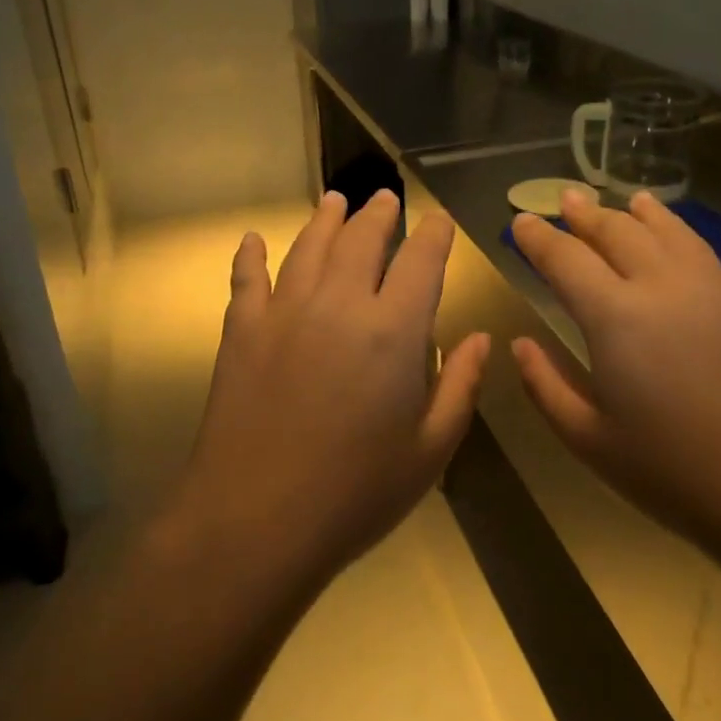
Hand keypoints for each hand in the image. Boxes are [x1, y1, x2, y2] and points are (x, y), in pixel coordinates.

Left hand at [182, 190, 490, 581]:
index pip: (421, 262)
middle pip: (361, 240)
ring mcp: (284, 313)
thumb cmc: (356, 493)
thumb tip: (478, 339)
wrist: (255, 521)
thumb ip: (459, 386)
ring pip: (308, 248)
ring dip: (325, 220)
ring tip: (335, 201)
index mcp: (394, 331)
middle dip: (378, 215)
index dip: (433, 235)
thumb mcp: (430, 449)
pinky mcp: (242, 332)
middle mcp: (339, 304)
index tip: (437, 220)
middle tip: (385, 199)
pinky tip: (254, 240)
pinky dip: (251, 255)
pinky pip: (247, 279)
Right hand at [509, 189, 720, 555]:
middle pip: (618, 232)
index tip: (521, 220)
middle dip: (587, 214)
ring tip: (634, 200)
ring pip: (676, 233)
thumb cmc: (672, 472)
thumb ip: (545, 386)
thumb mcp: (588, 440)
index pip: (564, 259)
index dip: (538, 237)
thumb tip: (520, 344)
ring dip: (649, 214)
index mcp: (614, 316)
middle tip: (568, 200)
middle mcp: (664, 285)